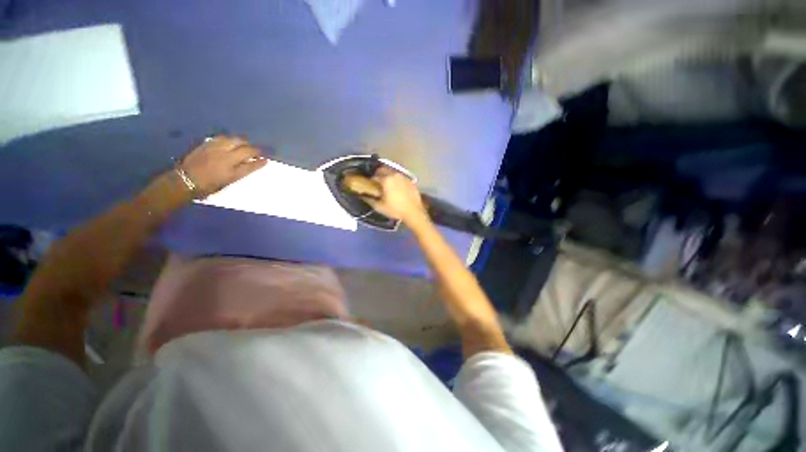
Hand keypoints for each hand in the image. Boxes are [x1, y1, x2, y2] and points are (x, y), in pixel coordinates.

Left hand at [178, 135, 267, 196]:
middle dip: (254, 150)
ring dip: (243, 142)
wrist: (184, 181)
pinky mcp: (207, 144)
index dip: (260, 162)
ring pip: (235, 140)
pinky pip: (222, 138)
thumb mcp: (227, 183)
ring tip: (245, 144)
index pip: (252, 165)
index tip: (266, 160)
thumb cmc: (207, 187)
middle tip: (257, 152)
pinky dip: (229, 139)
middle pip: (246, 150)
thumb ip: (239, 172)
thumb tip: (247, 165)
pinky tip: (229, 141)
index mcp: (233, 172)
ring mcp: (217, 150)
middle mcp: (227, 159)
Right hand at [364, 167, 427, 224]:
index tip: (369, 185)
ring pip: (393, 173)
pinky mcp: (411, 181)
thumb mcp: (379, 207)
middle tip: (377, 183)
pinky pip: (401, 178)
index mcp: (386, 180)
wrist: (414, 212)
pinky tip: (397, 188)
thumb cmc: (395, 210)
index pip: (374, 176)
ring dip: (388, 176)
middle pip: (384, 170)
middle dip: (378, 174)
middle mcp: (395, 175)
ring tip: (387, 185)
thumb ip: (369, 199)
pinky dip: (397, 180)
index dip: (370, 181)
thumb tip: (363, 195)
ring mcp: (404, 177)